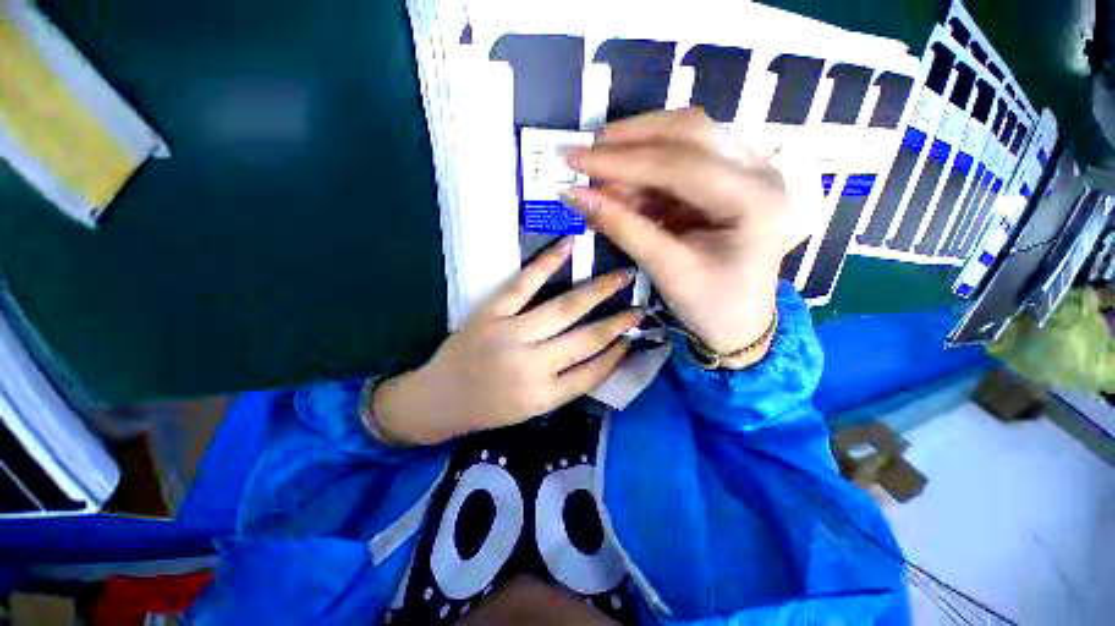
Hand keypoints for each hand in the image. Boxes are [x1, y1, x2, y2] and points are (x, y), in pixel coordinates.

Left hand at [372, 239, 642, 444]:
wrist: (438, 399)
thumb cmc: (488, 408)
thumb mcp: (532, 409)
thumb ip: (566, 383)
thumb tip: (602, 354)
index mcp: (544, 396)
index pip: (593, 371)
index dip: (617, 353)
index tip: (634, 336)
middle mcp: (532, 367)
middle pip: (586, 338)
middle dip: (618, 320)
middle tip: (640, 302)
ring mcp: (510, 335)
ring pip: (564, 308)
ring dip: (597, 290)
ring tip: (622, 275)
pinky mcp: (491, 312)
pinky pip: (524, 284)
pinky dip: (548, 262)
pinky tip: (570, 245)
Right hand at [562, 108, 813, 357]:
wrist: (740, 323)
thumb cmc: (711, 306)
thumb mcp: (666, 270)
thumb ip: (623, 228)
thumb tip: (575, 196)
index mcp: (754, 200)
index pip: (680, 164)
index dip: (621, 161)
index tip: (575, 160)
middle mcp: (758, 172)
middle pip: (690, 132)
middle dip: (632, 138)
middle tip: (588, 149)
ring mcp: (746, 172)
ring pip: (686, 140)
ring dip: (637, 154)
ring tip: (598, 176)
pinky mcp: (727, 182)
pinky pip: (681, 163)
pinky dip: (645, 174)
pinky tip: (620, 190)